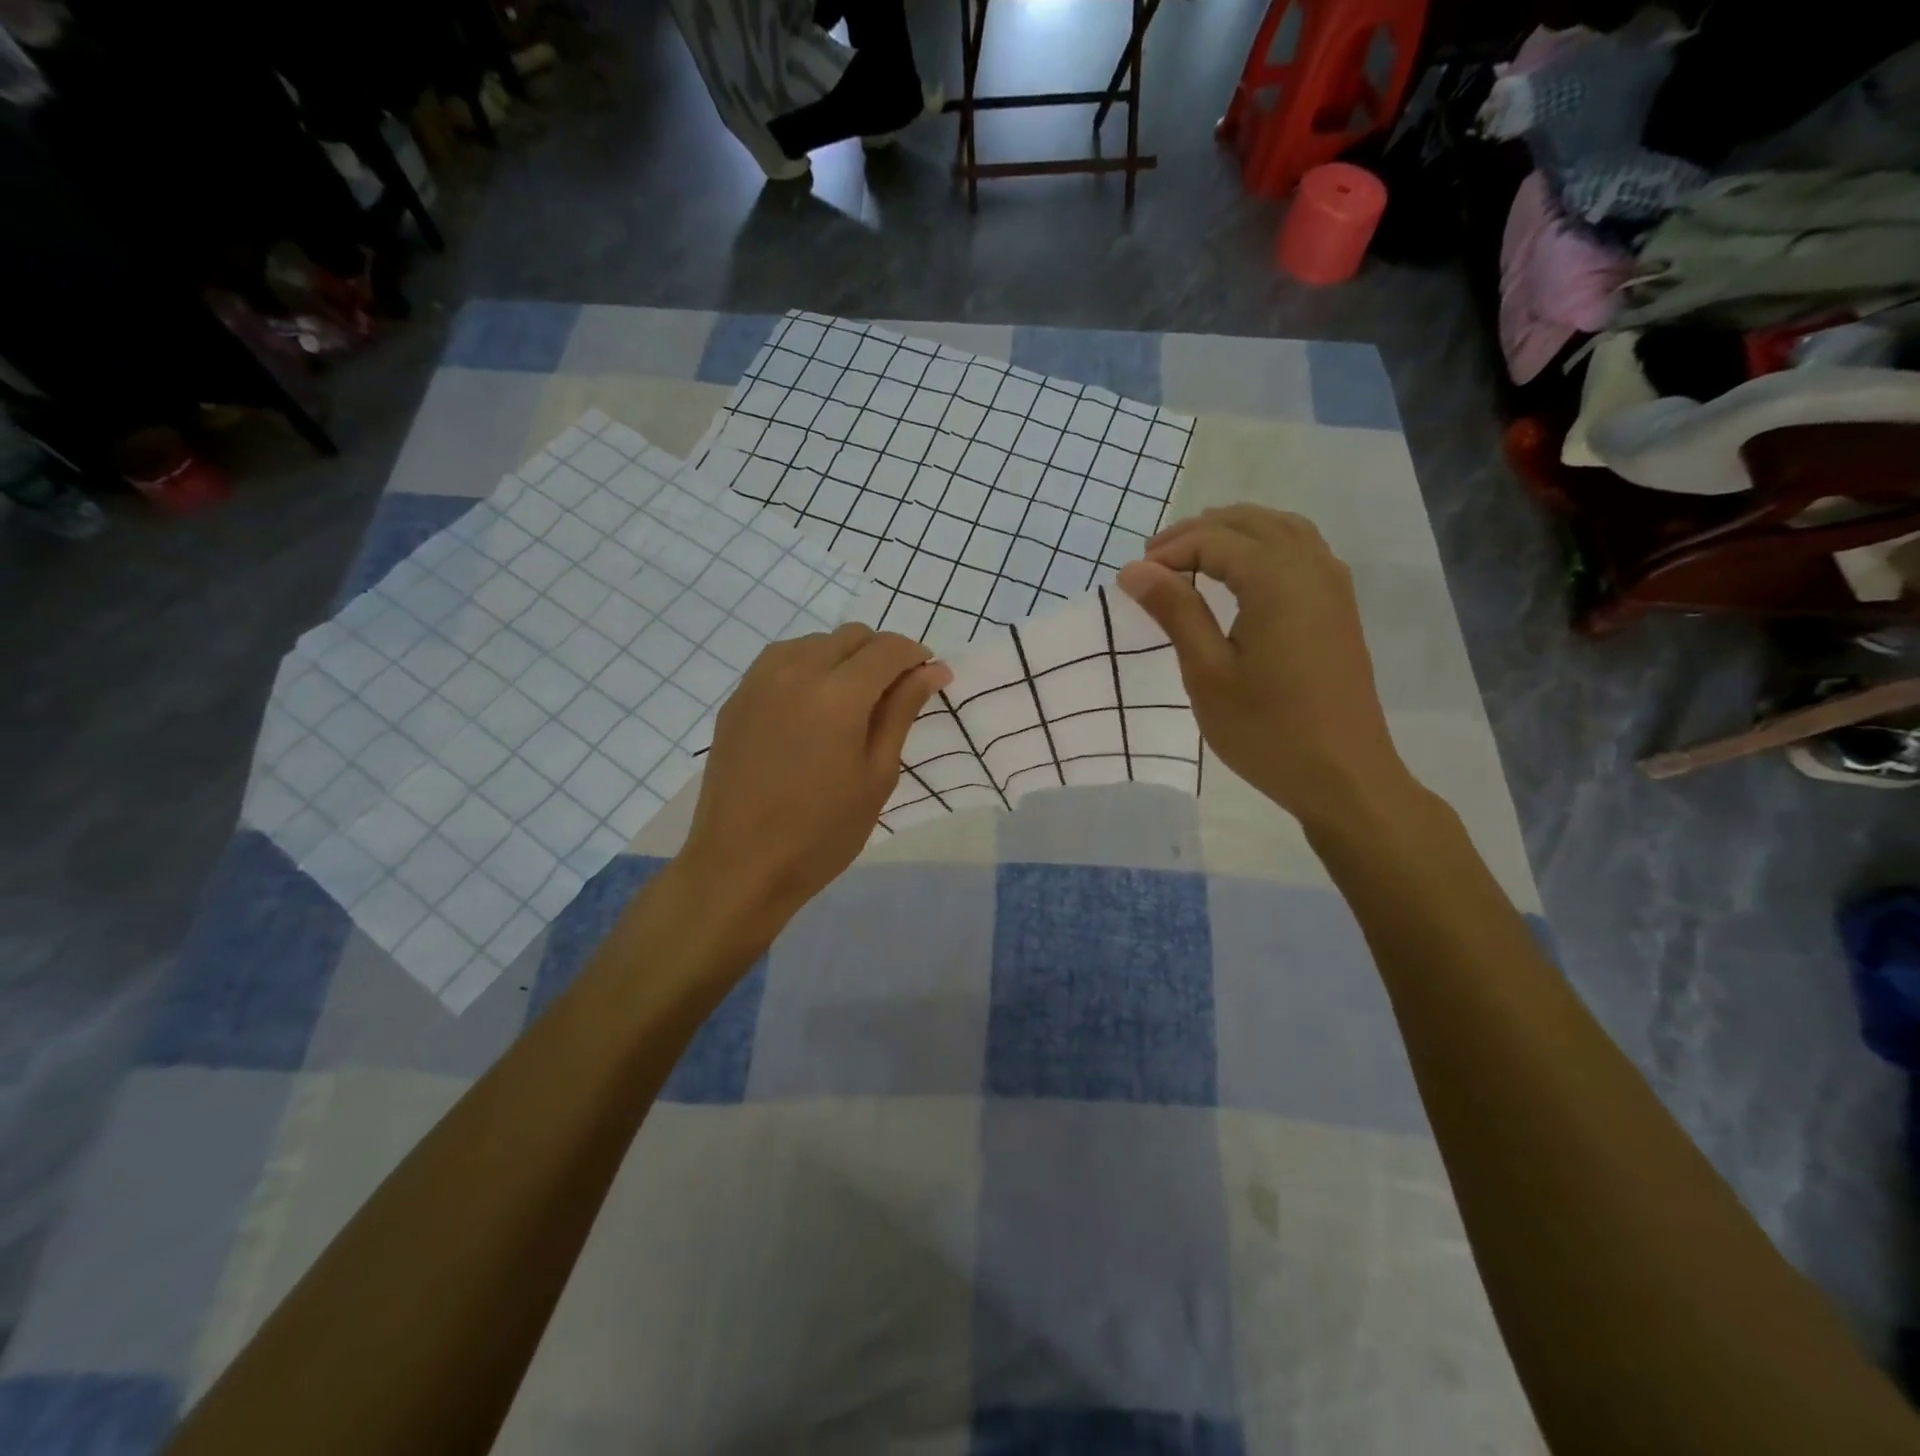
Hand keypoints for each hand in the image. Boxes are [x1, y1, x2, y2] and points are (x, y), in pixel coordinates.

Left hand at [676, 623, 951, 940]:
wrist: (739, 865)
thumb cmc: (822, 832)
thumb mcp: (877, 776)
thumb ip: (902, 712)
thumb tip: (933, 670)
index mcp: (837, 694)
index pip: (888, 648)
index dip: (916, 657)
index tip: (928, 680)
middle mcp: (795, 671)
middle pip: (852, 635)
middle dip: (882, 655)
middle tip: (892, 698)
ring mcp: (759, 680)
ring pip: (815, 641)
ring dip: (844, 658)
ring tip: (851, 704)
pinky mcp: (737, 697)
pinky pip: (782, 659)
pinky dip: (809, 667)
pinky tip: (812, 709)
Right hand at [1117, 506, 1416, 830]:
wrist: (1343, 776)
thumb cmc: (1266, 730)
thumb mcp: (1207, 673)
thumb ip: (1175, 612)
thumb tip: (1135, 569)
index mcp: (1277, 580)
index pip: (1214, 540)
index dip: (1168, 552)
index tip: (1130, 579)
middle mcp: (1311, 567)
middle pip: (1249, 522)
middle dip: (1197, 532)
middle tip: (1152, 562)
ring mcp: (1333, 586)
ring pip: (1280, 529)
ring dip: (1233, 532)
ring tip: (1193, 557)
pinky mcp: (1340, 608)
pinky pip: (1301, 550)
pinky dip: (1265, 545)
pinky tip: (1244, 574)